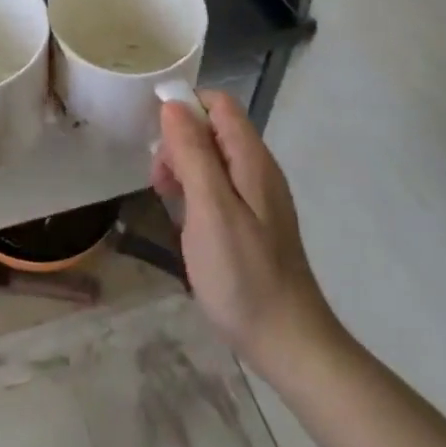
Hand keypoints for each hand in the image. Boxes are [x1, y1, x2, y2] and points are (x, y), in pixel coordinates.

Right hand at [152, 91, 335, 379]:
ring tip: (167, 201)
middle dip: (179, 142)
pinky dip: (196, 191)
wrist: (288, 342)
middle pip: (213, 129)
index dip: (185, 109)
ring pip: (213, 158)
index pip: (219, 103)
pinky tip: (185, 221)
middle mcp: (258, 169)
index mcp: (251, 159)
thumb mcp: (210, 209)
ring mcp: (258, 196)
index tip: (157, 140)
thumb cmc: (243, 275)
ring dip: (184, 168)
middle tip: (160, 182)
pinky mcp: (254, 221)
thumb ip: (193, 153)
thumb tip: (173, 105)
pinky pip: (219, 186)